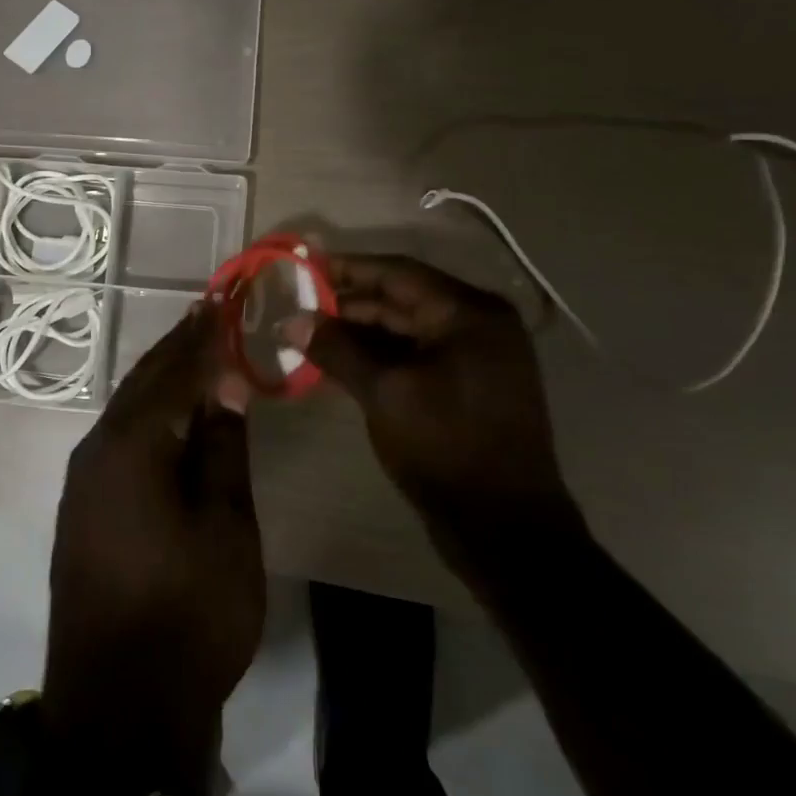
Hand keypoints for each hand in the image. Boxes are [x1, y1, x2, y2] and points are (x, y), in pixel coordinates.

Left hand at [43, 305, 262, 787]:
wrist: (118, 708)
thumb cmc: (188, 613)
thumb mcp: (225, 526)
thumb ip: (221, 448)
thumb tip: (223, 386)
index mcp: (131, 444)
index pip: (175, 372)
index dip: (204, 337)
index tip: (225, 302)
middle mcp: (96, 450)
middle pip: (143, 383)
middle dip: (177, 348)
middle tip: (208, 314)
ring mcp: (82, 481)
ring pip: (127, 411)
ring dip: (160, 380)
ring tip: (192, 353)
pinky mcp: (82, 509)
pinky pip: (118, 441)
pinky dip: (147, 416)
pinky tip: (166, 417)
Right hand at [283, 253, 580, 557]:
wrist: (504, 529)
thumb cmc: (445, 447)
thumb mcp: (384, 393)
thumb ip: (337, 350)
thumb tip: (291, 321)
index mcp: (470, 315)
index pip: (398, 273)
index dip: (348, 268)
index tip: (305, 266)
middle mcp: (478, 326)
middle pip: (402, 300)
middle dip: (349, 304)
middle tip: (299, 307)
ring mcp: (476, 358)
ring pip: (406, 330)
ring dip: (360, 332)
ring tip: (310, 336)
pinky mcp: (467, 387)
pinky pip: (415, 356)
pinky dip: (379, 357)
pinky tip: (340, 363)